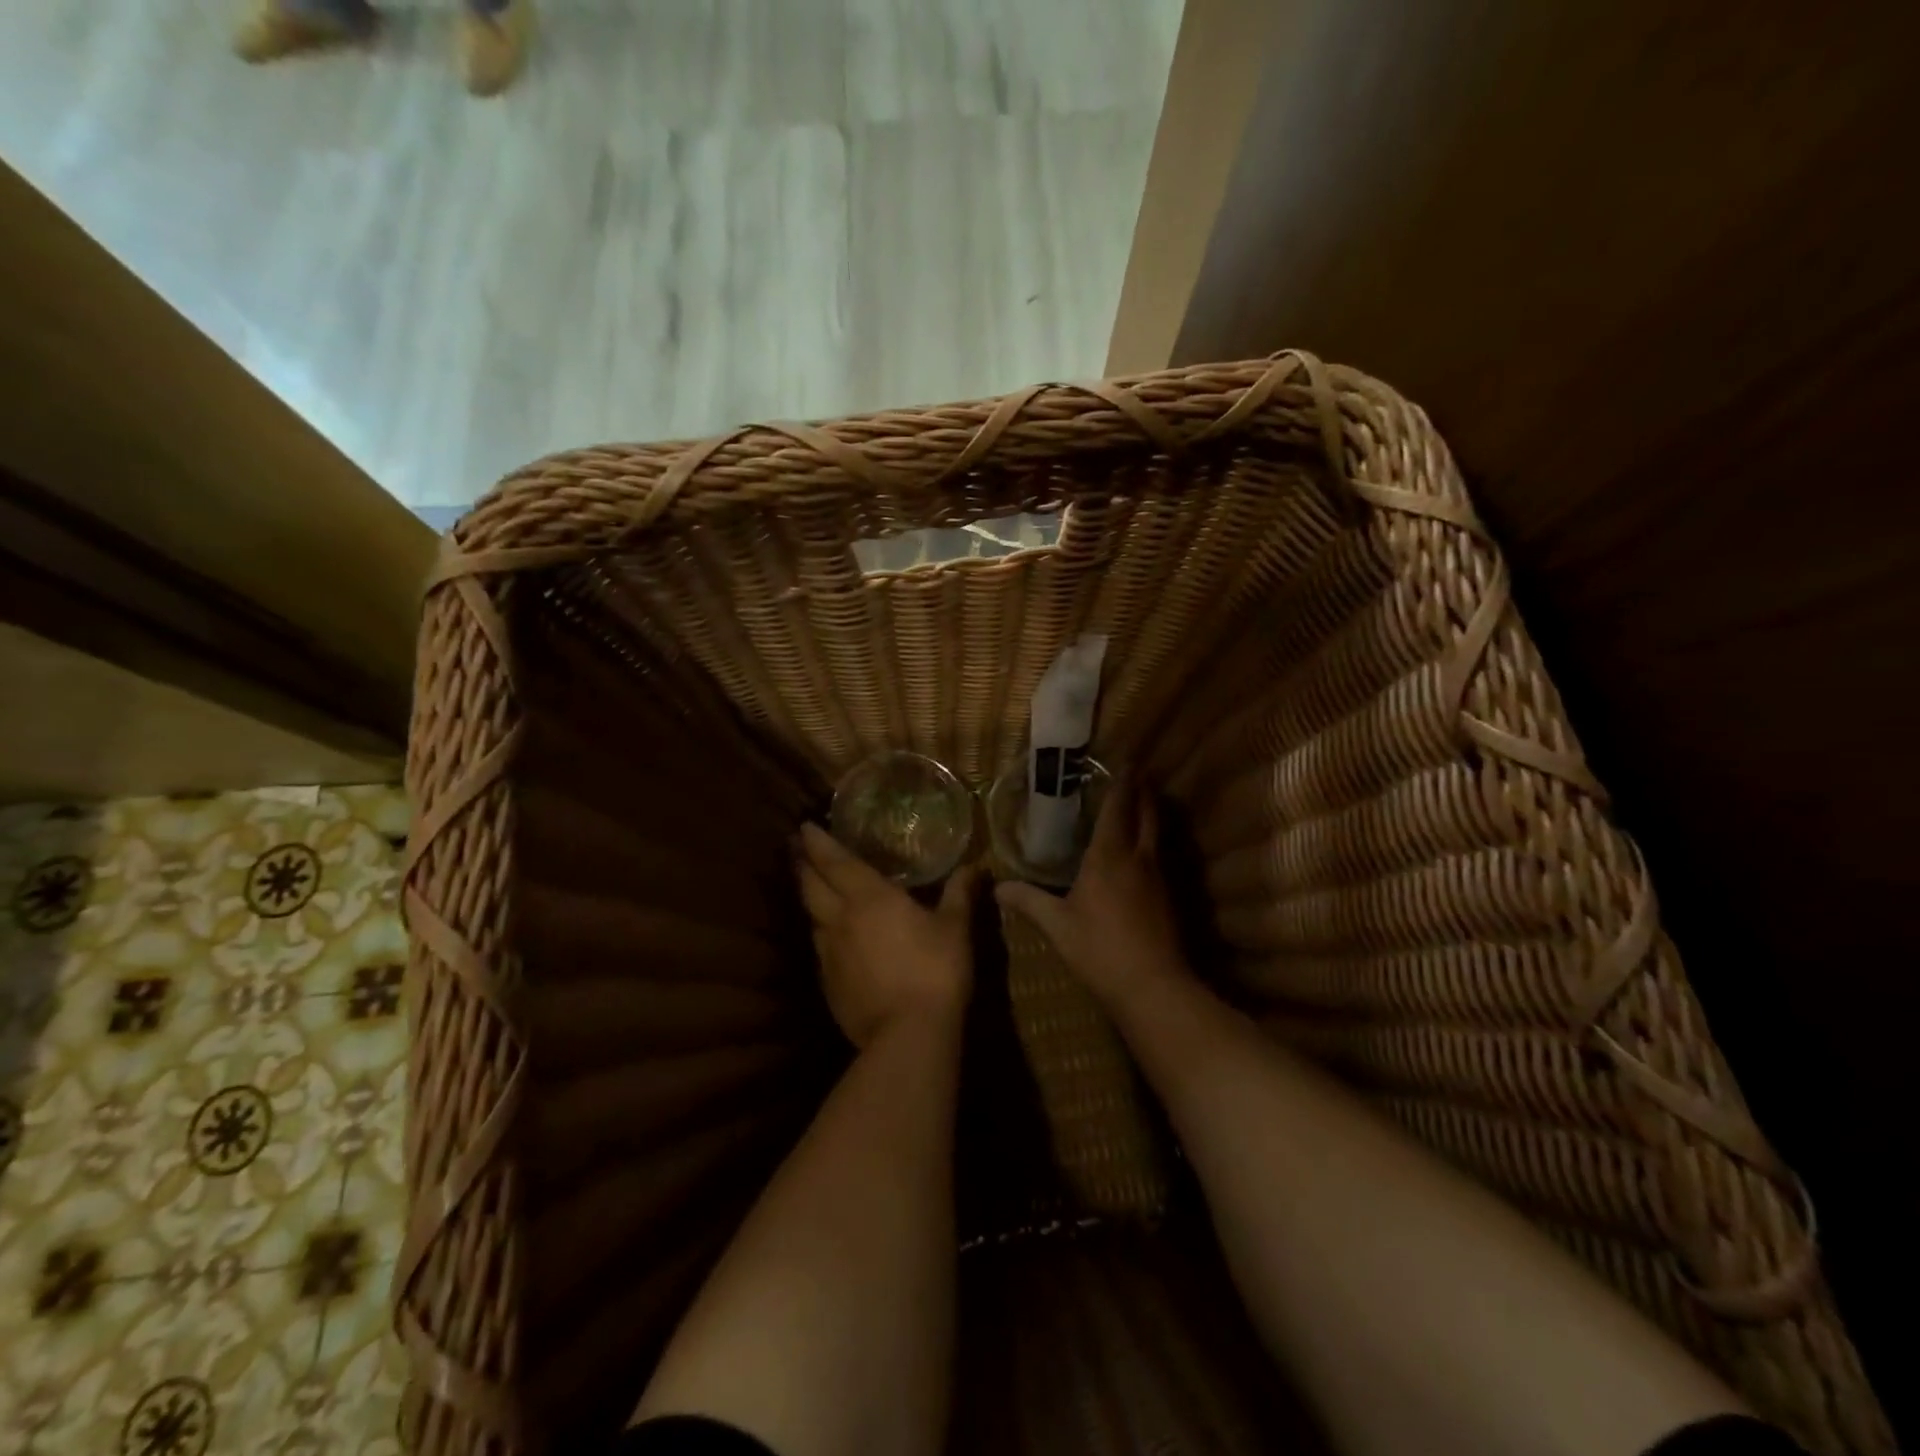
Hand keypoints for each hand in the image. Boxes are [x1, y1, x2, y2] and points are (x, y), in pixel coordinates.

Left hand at [796, 822, 977, 1048]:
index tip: (805, 826)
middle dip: (803, 864)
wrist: (907, 1034)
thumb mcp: (955, 928)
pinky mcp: (827, 984)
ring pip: (811, 916)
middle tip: (796, 849)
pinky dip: (821, 933)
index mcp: (869, 897)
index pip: (835, 861)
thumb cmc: (935, 970)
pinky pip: (819, 948)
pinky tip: (830, 937)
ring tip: (811, 886)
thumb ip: (959, 894)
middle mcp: (840, 919)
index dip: (818, 842)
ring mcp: (829, 954)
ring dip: (809, 897)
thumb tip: (975, 866)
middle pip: (811, 885)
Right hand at [994, 780, 1188, 1010]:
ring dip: (1151, 814)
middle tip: (1137, 774)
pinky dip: (1152, 842)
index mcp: (1109, 856)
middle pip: (1147, 813)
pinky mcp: (1169, 898)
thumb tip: (997, 887)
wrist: (1153, 985)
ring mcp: (1158, 877)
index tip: (1125, 761)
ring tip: (1142, 803)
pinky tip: (1142, 855)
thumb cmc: (1100, 949)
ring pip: (1156, 834)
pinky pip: (1159, 857)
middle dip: (1143, 791)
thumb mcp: (1057, 926)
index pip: (1118, 808)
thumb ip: (1028, 902)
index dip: (1122, 783)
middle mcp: (1138, 858)